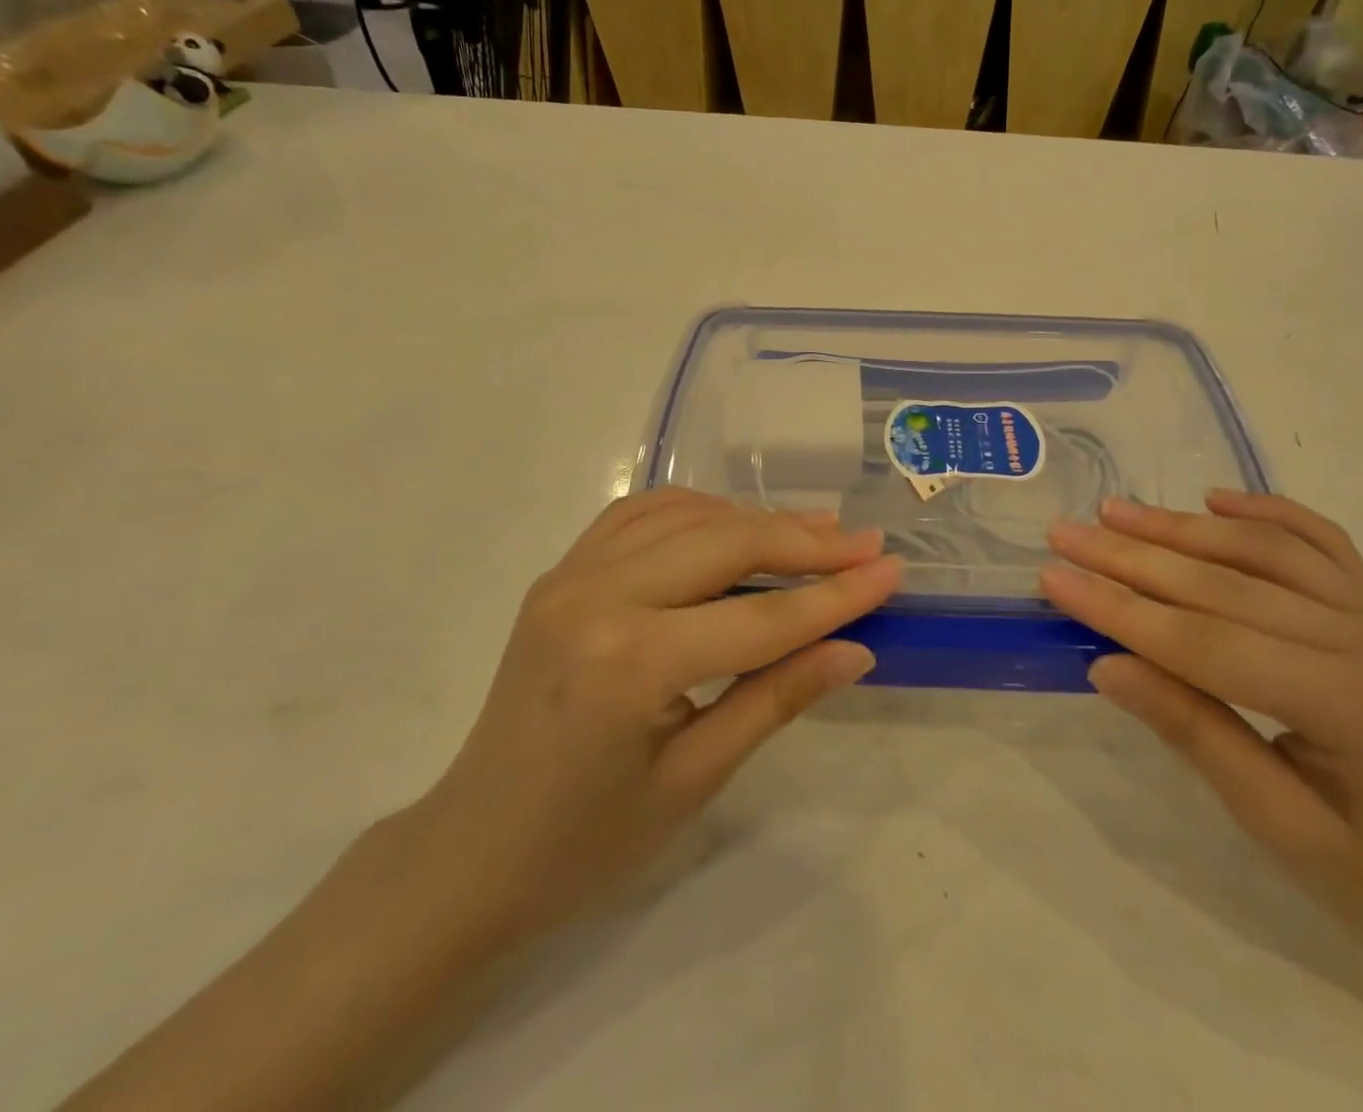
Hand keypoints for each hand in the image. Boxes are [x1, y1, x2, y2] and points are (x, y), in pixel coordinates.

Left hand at [416, 488, 900, 945]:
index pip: (760, 618)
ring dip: (756, 518)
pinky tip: (733, 523)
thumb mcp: (694, 780)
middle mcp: (597, 597)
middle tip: (865, 543)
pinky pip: (641, 514)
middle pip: (725, 543)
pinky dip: (699, 509)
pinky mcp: (562, 571)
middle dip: (804, 542)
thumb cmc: (586, 842)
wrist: (471, 851)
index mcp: (630, 663)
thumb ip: (777, 700)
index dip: (835, 595)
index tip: (891, 569)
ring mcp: (571, 574)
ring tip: (816, 531)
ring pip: (686, 514)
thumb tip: (855, 650)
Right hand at [1042, 490, 1362, 1005]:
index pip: (1207, 644)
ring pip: (1266, 550)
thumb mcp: (1279, 827)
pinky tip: (1214, 497)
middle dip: (1132, 557)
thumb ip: (1194, 733)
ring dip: (1181, 526)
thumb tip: (1106, 665)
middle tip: (1064, 532)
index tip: (1053, 577)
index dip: (1121, 610)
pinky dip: (1266, 511)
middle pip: (1227, 584)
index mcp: (1356, 706)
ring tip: (1114, 511)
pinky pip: (1322, 542)